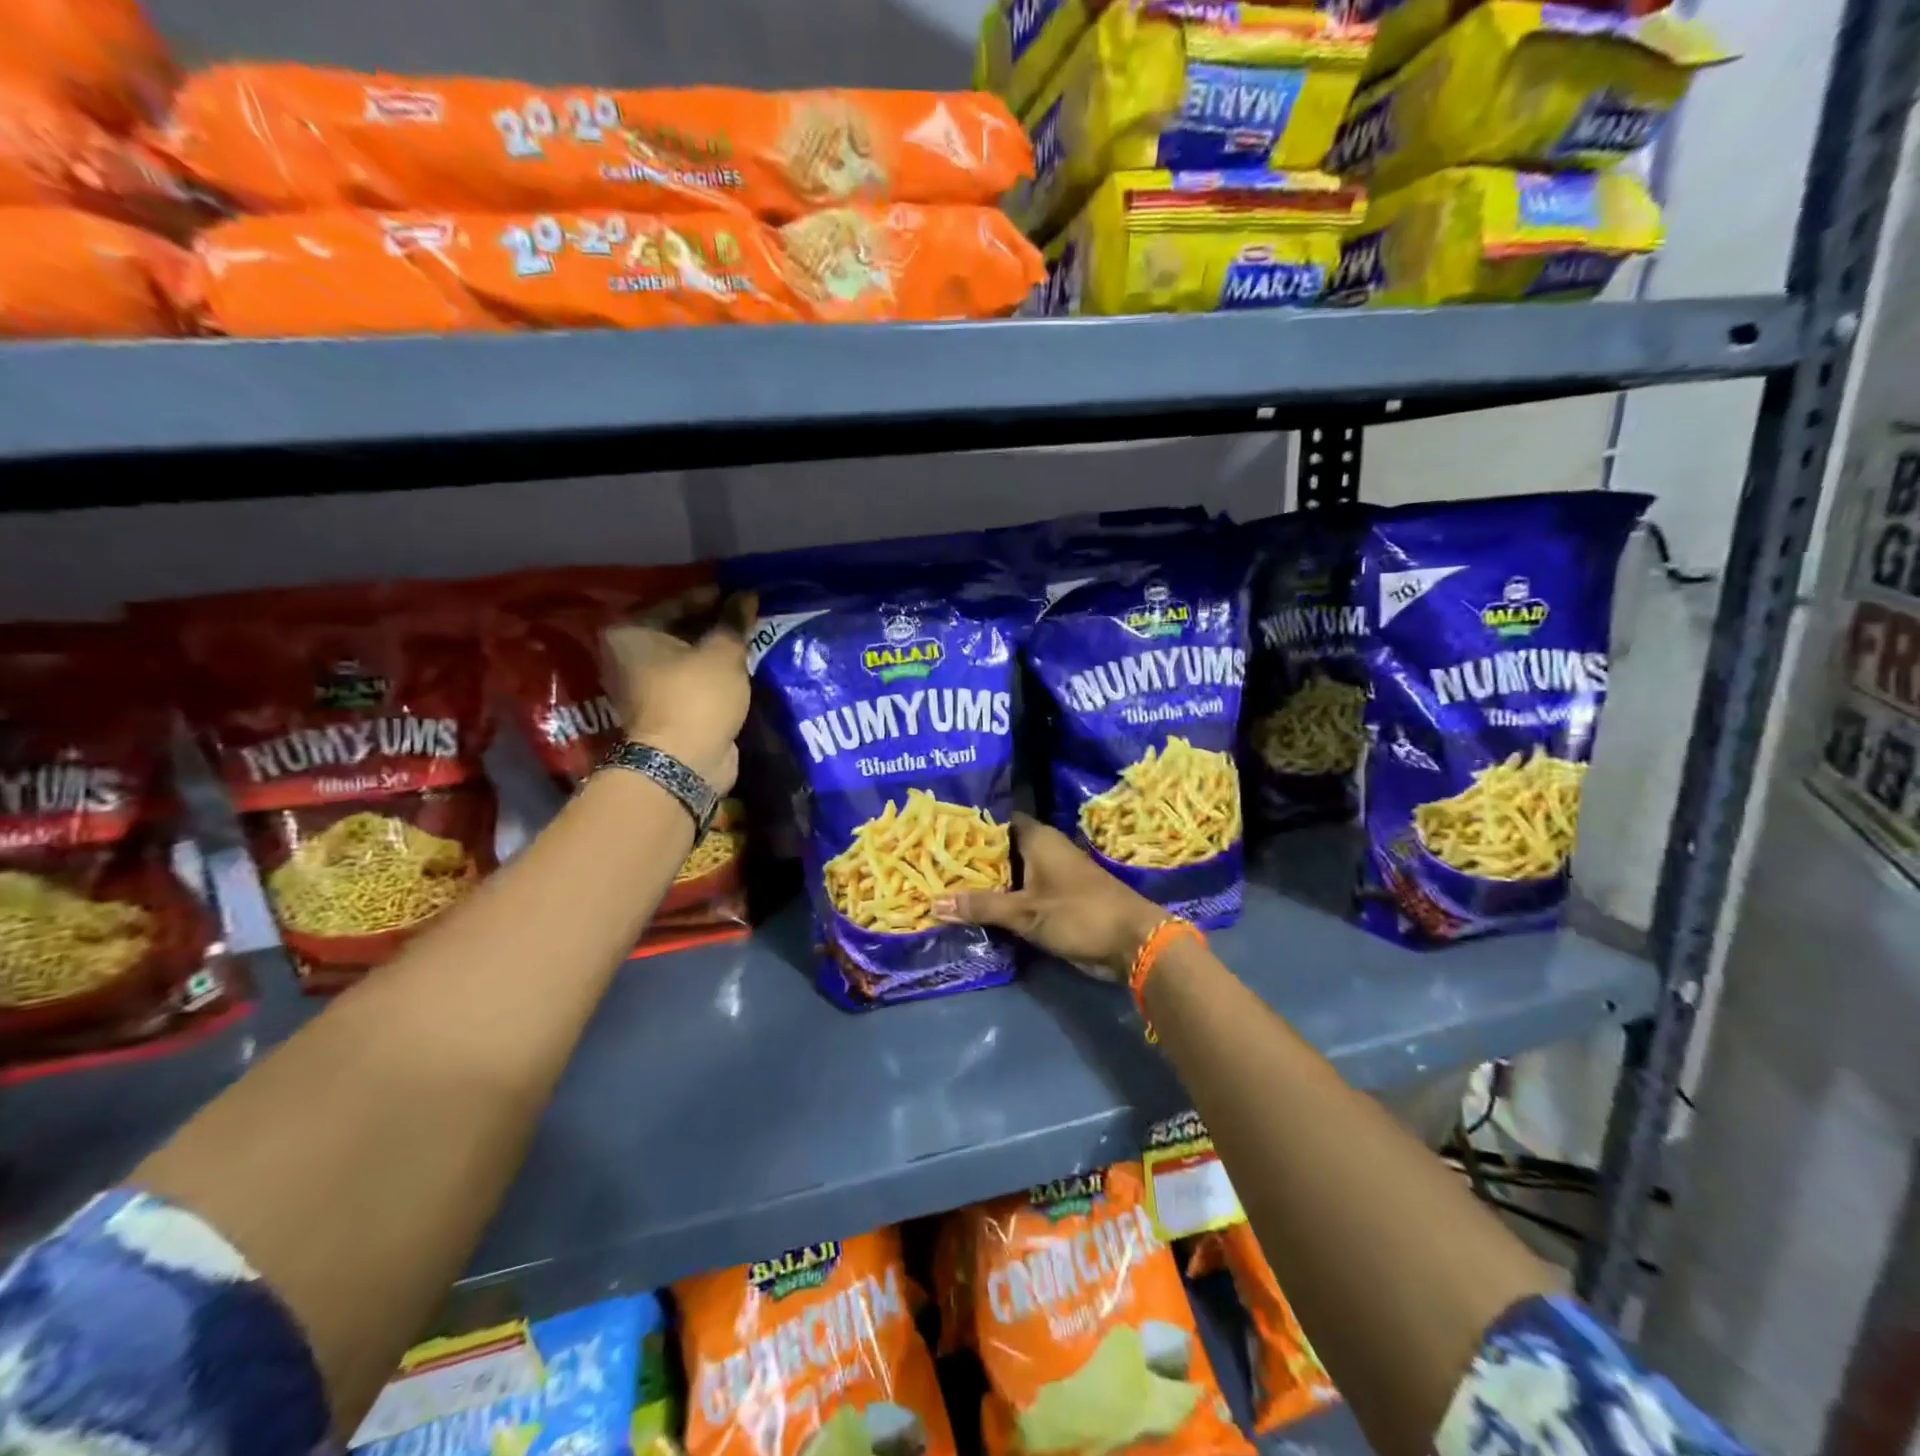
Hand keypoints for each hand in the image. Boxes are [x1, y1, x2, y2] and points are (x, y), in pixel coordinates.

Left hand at [602, 591, 754, 793]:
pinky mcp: (660, 710)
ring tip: (747, 641)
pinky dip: (710, 674)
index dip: (713, 597)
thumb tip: (746, 596)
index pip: (677, 601)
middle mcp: (626, 655)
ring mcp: (641, 686)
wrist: (684, 762)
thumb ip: (734, 621)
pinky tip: (737, 668)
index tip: (742, 596)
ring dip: (712, 651)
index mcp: (629, 632)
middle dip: (712, 624)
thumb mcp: (722, 653)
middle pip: (677, 629)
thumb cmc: (697, 696)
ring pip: (684, 657)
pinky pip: (689, 681)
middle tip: (747, 618)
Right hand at [936, 814, 1167, 981]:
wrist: (1132, 943)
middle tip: (934, 862)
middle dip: (972, 858)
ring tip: (945, 884)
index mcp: (1038, 838)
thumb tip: (933, 902)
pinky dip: (1002, 899)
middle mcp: (1044, 850)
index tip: (940, 833)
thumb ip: (981, 906)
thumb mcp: (1025, 912)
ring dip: (987, 882)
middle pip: (1001, 849)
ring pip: (1011, 873)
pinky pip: (1021, 893)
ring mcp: (1052, 875)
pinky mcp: (1056, 900)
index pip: (997, 821)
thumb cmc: (1078, 913)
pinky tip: (976, 909)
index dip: (970, 826)